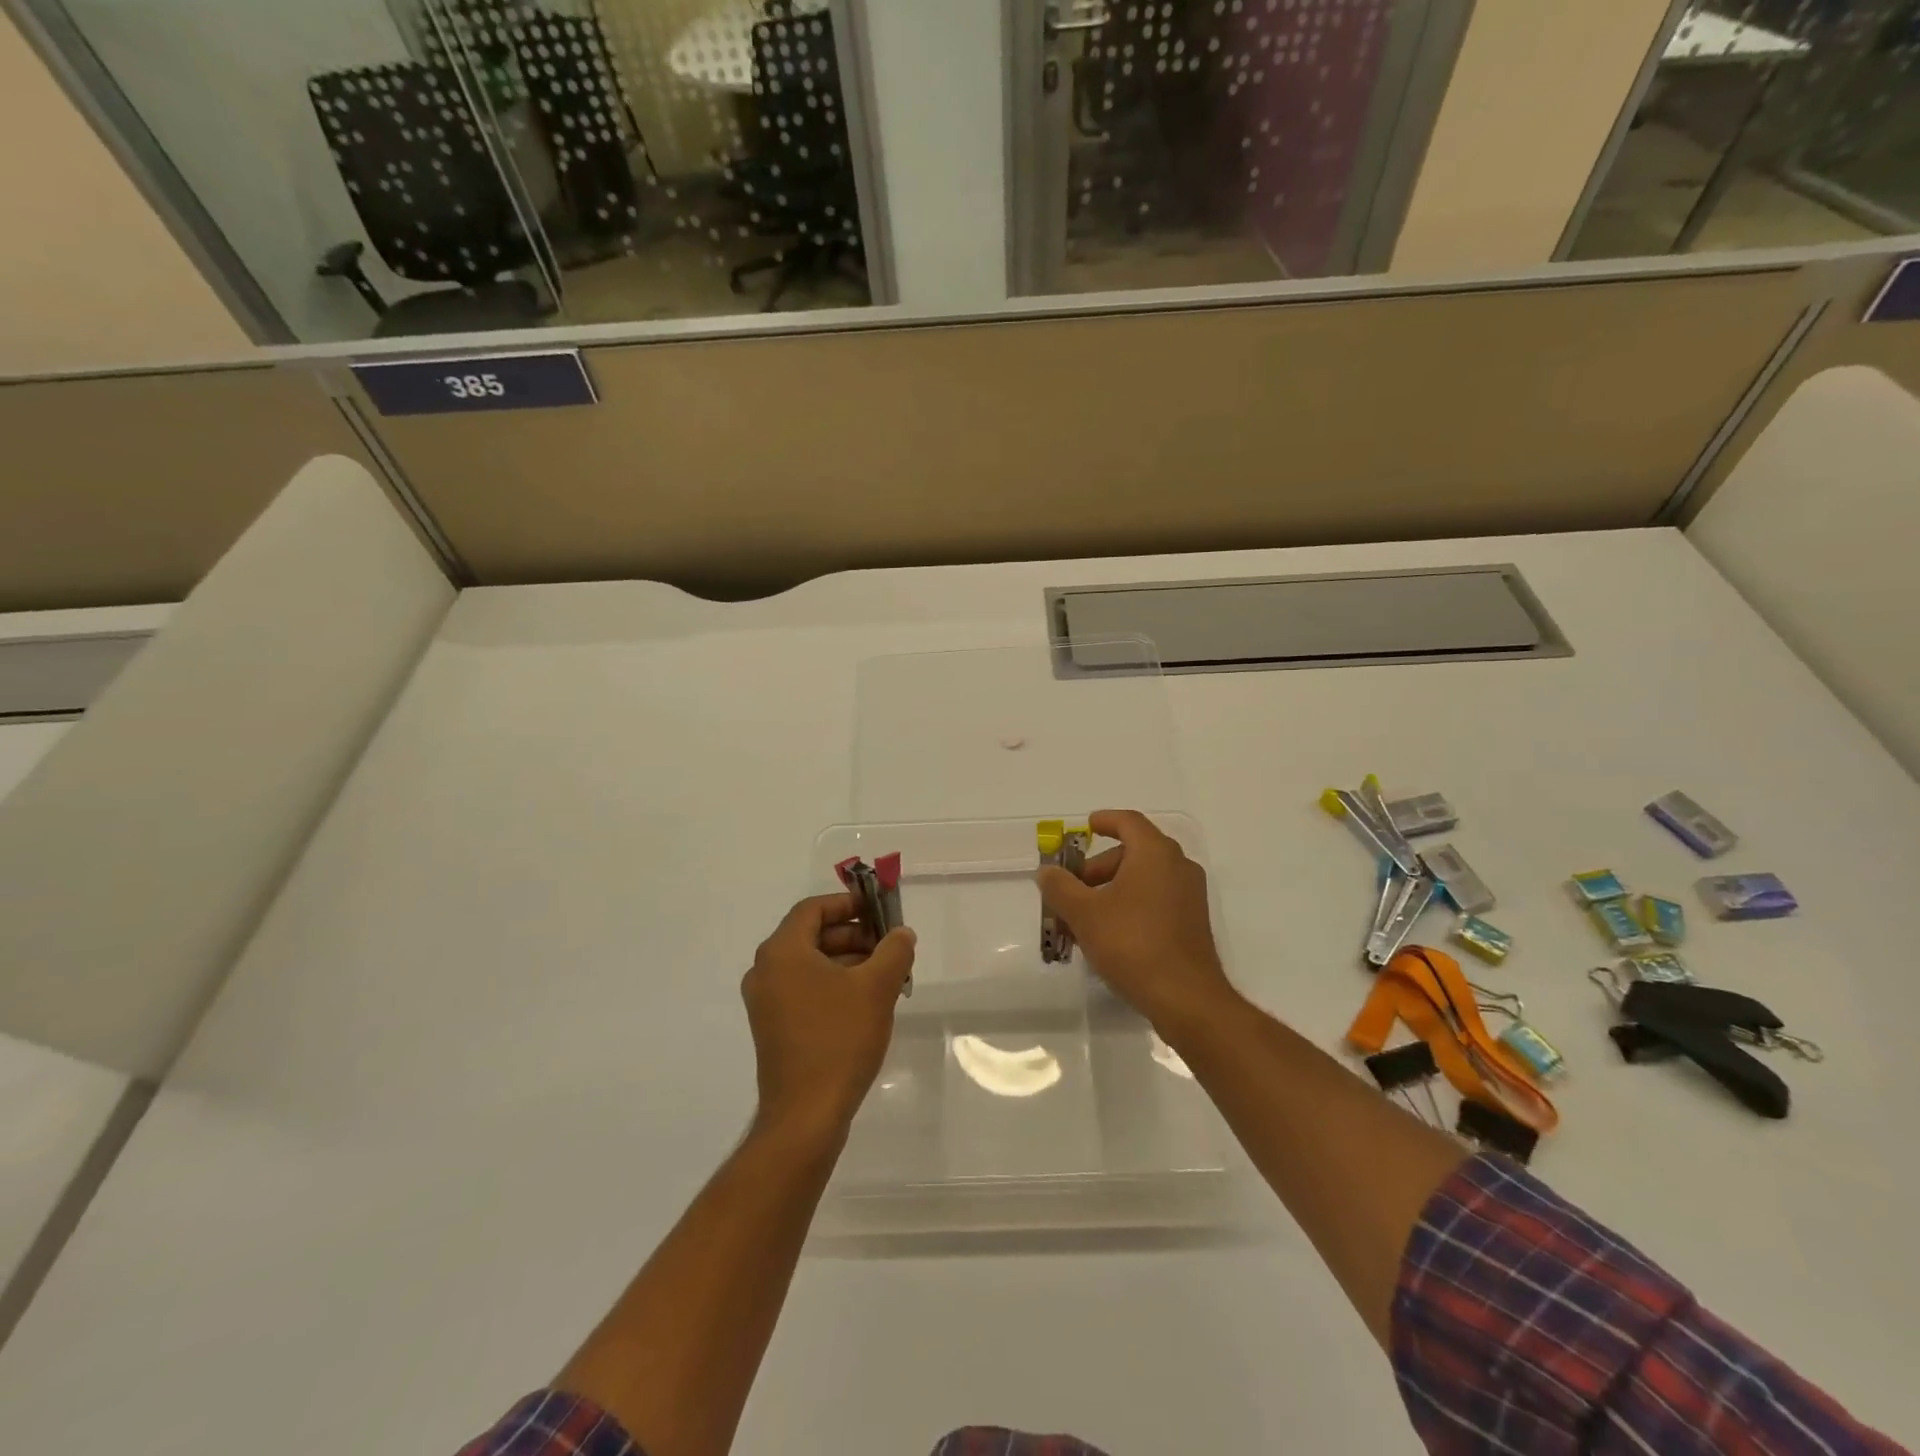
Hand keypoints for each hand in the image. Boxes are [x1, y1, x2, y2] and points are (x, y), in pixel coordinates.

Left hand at [741, 893, 915, 1141]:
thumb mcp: (876, 987)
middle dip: (854, 935)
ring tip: (885, 976)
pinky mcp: (773, 1027)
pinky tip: (865, 1002)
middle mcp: (766, 970)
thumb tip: (901, 933)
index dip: (848, 904)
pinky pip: (805, 989)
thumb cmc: (839, 1039)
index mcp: (782, 952)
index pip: (813, 908)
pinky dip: (834, 984)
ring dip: (847, 961)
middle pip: (812, 935)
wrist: (806, 1115)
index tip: (880, 912)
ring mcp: (766, 1002)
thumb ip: (894, 950)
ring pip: (810, 964)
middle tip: (889, 946)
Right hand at [1036, 809, 1239, 1039]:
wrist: (1185, 997)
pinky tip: (1107, 934)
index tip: (1086, 826)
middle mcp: (1178, 867)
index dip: (1105, 820)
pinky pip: (1156, 900)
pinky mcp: (1192, 923)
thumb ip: (1061, 887)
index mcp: (1155, 853)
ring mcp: (1189, 896)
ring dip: (1111, 889)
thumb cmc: (1131, 943)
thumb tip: (1046, 871)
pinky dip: (1130, 905)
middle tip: (1072, 888)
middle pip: (1133, 852)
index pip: (1128, 822)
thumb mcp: (1084, 914)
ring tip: (1083, 917)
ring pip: (1144, 879)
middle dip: (1098, 867)